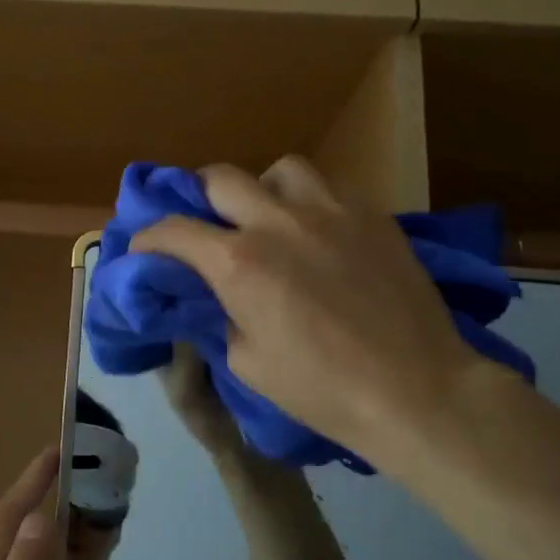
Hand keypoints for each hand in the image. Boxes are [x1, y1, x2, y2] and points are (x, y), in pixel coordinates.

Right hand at [132, 157, 493, 470]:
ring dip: (263, 190)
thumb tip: (214, 298)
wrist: (416, 390)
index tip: (144, 249)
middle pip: (221, 177)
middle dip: (199, 197)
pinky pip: (329, 187)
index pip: (173, 230)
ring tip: (271, 219)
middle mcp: (278, 222)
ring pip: (281, 169)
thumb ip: (221, 317)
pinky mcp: (372, 214)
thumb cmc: (322, 389)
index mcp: (239, 263)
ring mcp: (331, 210)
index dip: (148, 238)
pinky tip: (319, 232)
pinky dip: (311, 203)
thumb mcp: (247, 364)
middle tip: (205, 224)